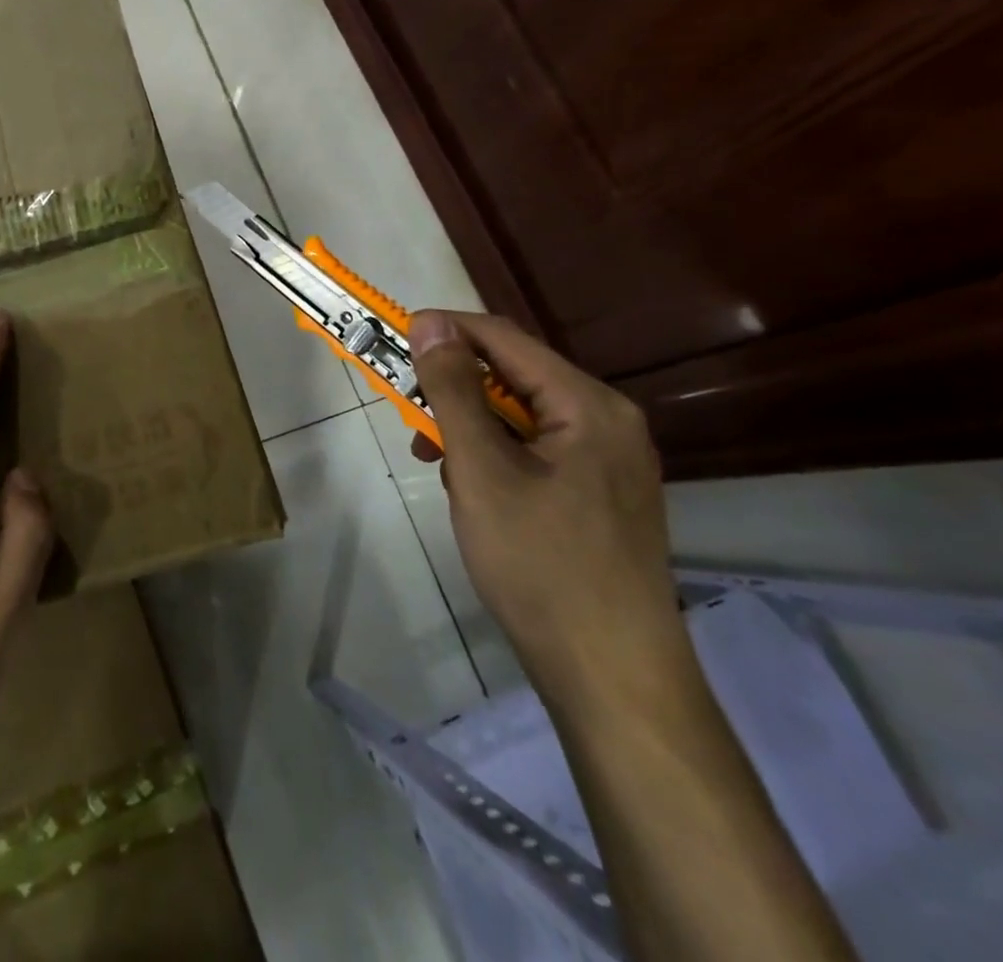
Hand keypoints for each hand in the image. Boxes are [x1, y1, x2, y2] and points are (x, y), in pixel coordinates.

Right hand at [408, 309, 685, 703]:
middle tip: (407, 411)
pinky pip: (535, 451)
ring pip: (519, 417)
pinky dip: (493, 456)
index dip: (443, 330)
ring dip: (468, 426)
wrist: (612, 677)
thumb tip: (430, 324)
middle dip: (452, 388)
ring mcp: (607, 462)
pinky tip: (471, 489)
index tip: (390, 340)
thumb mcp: (482, 469)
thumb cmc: (540, 564)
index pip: (503, 338)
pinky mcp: (599, 496)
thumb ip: (454, 390)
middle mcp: (606, 421)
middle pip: (513, 377)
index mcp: (588, 405)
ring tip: (433, 459)